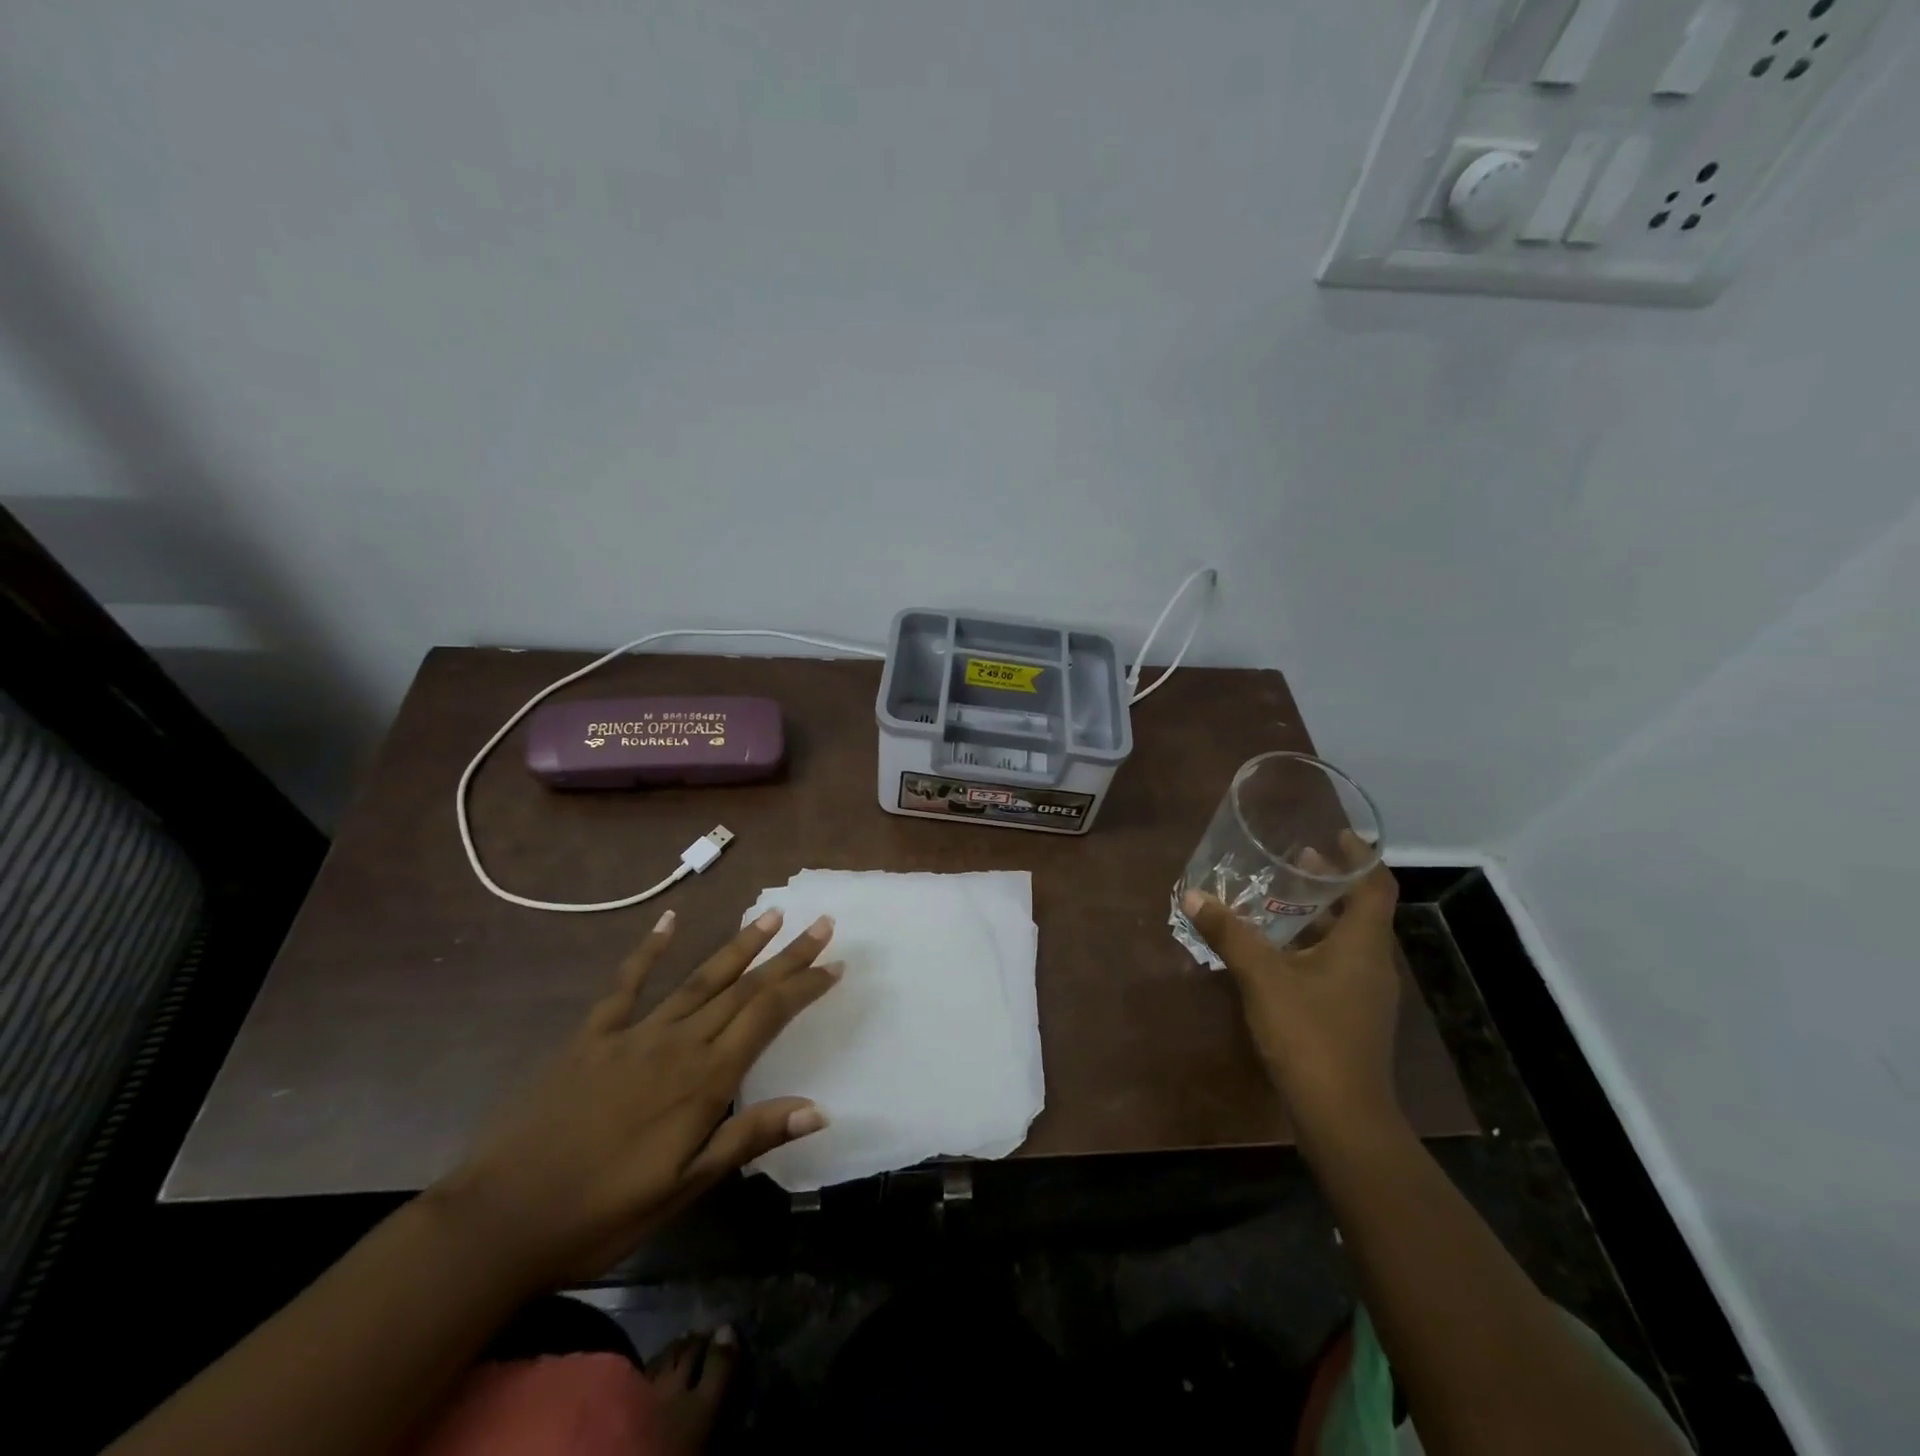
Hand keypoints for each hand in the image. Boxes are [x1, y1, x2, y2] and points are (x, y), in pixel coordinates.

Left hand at [429, 905, 839, 1289]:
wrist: (499, 1219)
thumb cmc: (601, 1214)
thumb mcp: (683, 1188)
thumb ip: (748, 1138)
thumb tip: (818, 1109)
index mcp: (703, 1079)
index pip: (768, 1017)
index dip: (804, 987)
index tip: (835, 964)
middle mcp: (678, 1043)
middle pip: (743, 989)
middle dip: (786, 956)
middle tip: (820, 923)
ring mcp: (633, 1033)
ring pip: (699, 979)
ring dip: (738, 946)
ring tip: (769, 916)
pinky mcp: (592, 1036)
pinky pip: (626, 983)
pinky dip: (649, 949)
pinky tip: (670, 920)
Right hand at [1184, 849, 1401, 1135]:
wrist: (1341, 1116)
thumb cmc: (1309, 1034)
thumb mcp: (1261, 976)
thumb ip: (1228, 933)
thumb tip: (1193, 895)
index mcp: (1363, 945)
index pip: (1375, 886)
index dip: (1360, 857)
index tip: (1335, 835)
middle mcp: (1372, 964)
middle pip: (1360, 911)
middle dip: (1330, 884)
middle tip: (1295, 862)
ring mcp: (1365, 994)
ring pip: (1346, 941)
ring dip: (1318, 917)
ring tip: (1279, 900)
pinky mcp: (1351, 1017)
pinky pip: (1336, 966)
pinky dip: (1311, 947)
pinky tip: (1276, 953)